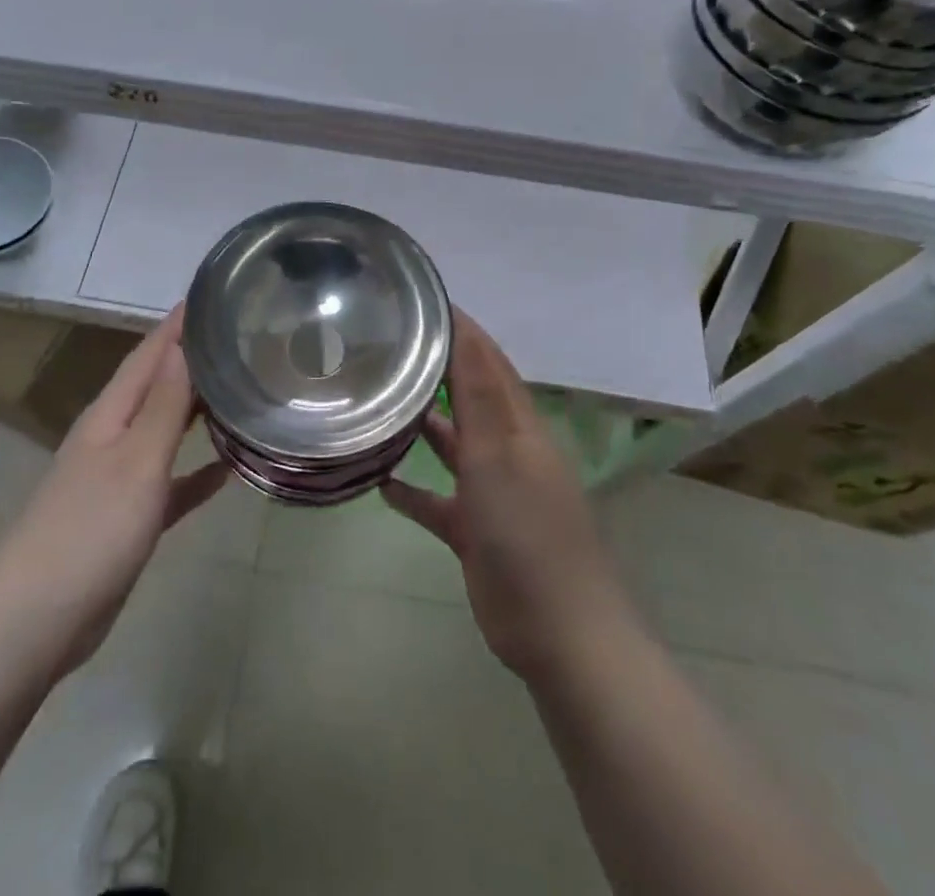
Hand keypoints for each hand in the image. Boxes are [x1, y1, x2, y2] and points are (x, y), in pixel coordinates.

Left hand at [0, 306, 228, 676]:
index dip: (178, 325)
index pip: (150, 354)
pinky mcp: (128, 519)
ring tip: (241, 388)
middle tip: (240, 337)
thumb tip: (183, 345)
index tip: (212, 293)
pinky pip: (171, 483)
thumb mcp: (137, 460)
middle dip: (193, 360)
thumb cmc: (89, 529)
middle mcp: (113, 436)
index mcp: (111, 414)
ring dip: (198, 410)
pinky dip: (197, 472)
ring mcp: (118, 478)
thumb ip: (164, 404)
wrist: (34, 621)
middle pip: (158, 386)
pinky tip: (229, 468)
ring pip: (166, 430)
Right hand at [383, 310, 630, 684]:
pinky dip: (411, 488)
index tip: (419, 301)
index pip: (487, 361)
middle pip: (468, 398)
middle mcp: (506, 450)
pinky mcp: (474, 531)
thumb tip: (463, 328)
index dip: (460, 329)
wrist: (558, 632)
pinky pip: (436, 500)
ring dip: (420, 425)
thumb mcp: (499, 452)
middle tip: (385, 347)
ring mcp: (491, 492)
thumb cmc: (528, 530)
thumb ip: (477, 392)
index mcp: (518, 425)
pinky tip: (378, 480)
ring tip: (376, 402)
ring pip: (451, 445)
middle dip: (434, 370)